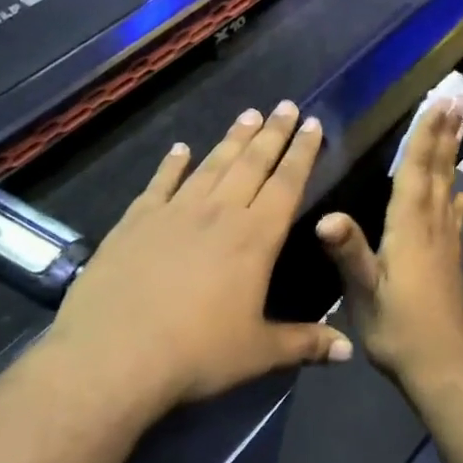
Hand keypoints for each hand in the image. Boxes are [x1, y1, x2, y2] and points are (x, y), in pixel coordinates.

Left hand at [45, 101, 352, 414]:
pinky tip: (180, 148)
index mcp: (255, 238)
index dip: (302, 152)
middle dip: (273, 133)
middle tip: (286, 105)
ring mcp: (174, 213)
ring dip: (232, 139)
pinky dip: (172, 164)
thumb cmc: (197, 355)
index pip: (287, 184)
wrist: (113, 357)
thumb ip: (305, 344)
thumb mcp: (258, 353)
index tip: (313, 123)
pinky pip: (160, 183)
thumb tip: (349, 350)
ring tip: (248, 114)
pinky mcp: (135, 222)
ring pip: (211, 165)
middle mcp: (219, 214)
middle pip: (252, 163)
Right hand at [316, 99, 462, 393]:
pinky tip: (460, 192)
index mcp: (409, 228)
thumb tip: (326, 216)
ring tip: (460, 130)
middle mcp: (432, 226)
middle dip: (444, 134)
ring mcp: (445, 243)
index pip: (416, 170)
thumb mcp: (365, 294)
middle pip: (438, 171)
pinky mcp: (450, 260)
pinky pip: (453, 216)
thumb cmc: (399, 330)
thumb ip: (348, 254)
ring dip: (452, 155)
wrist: (443, 367)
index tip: (438, 103)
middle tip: (457, 101)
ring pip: (448, 187)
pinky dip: (454, 196)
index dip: (425, 135)